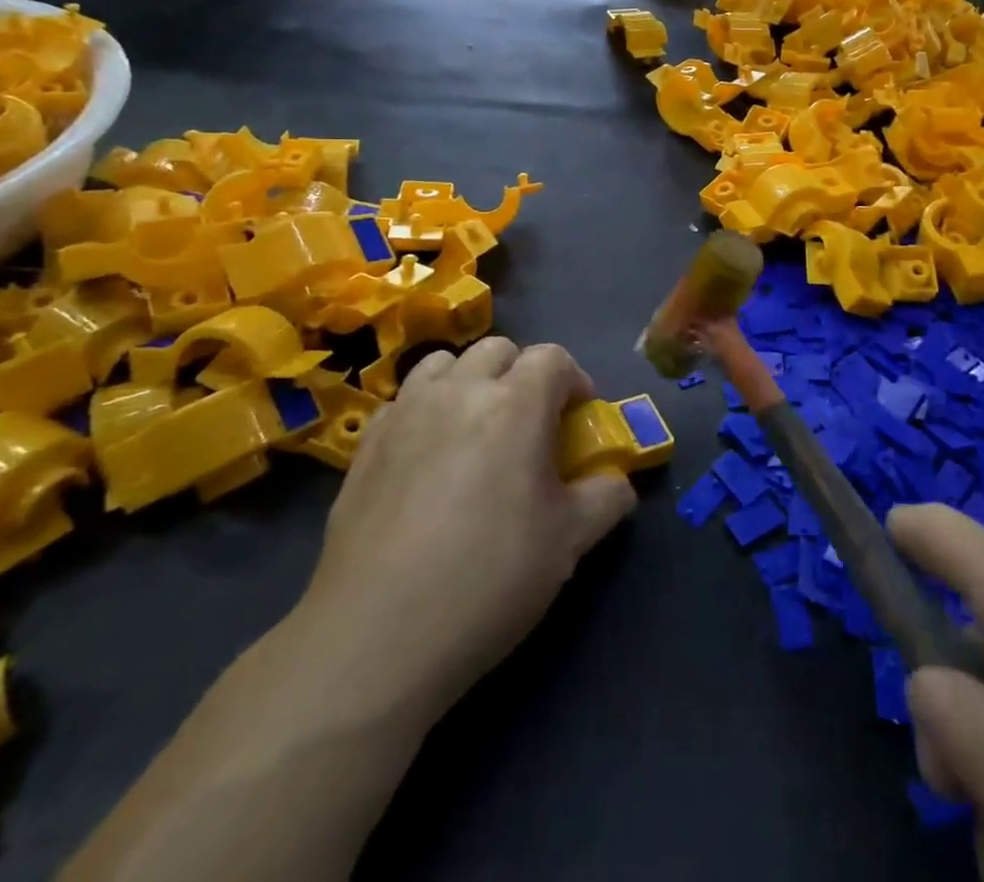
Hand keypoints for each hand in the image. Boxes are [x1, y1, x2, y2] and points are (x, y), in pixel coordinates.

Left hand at [296, 339, 636, 715]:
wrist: (378, 633)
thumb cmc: (489, 578)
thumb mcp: (569, 542)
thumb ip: (606, 497)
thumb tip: (617, 481)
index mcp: (516, 404)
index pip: (553, 357)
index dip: (574, 380)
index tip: (577, 417)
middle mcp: (460, 391)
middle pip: (498, 350)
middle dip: (522, 374)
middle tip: (529, 423)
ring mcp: (406, 412)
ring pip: (444, 364)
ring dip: (469, 381)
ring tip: (474, 428)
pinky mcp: (366, 443)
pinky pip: (403, 401)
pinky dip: (424, 410)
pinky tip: (425, 457)